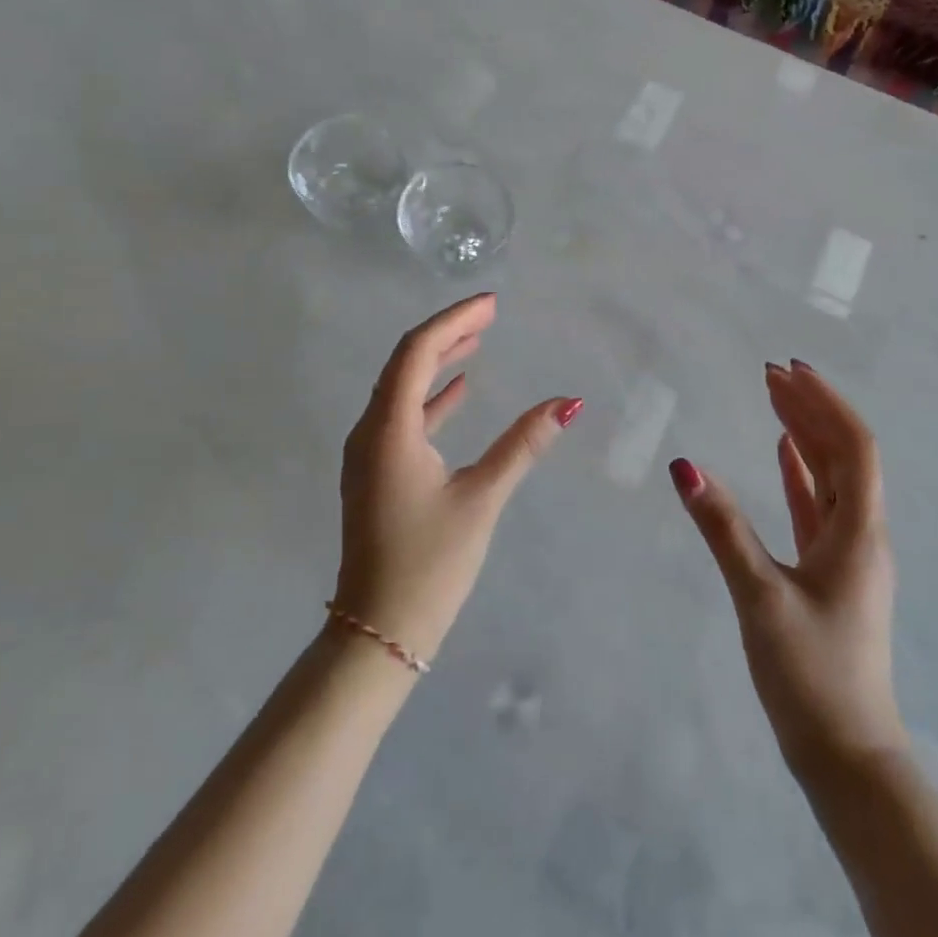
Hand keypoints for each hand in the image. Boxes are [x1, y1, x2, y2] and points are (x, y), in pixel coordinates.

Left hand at [333, 293, 580, 662]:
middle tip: (489, 314)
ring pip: (402, 389)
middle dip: (448, 333)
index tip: (491, 305)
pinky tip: (459, 391)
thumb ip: (523, 445)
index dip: (453, 321)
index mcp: (388, 430)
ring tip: (478, 341)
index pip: (417, 352)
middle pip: (406, 363)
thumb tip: (568, 403)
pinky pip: (403, 417)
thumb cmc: (430, 563)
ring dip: (439, 362)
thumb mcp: (481, 498)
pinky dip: (432, 398)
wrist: (377, 631)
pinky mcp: (377, 473)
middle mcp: (370, 432)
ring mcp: (369, 454)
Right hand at [670, 360, 900, 776]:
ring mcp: (847, 554)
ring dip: (805, 435)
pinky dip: (800, 472)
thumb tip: (684, 466)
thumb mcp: (759, 595)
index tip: (788, 370)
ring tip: (774, 398)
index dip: (824, 403)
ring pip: (829, 478)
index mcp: (859, 532)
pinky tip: (782, 452)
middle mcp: (861, 534)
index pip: (853, 446)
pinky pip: (817, 505)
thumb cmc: (810, 674)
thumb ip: (722, 528)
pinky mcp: (829, 573)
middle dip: (810, 408)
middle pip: (842, 454)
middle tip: (771, 372)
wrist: (845, 755)